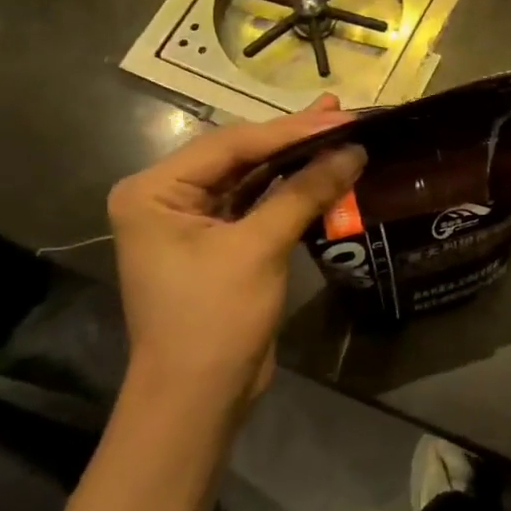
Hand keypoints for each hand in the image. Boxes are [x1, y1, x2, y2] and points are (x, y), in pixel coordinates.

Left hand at [108, 95, 364, 423]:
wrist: (199, 397)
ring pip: (252, 179)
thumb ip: (305, 192)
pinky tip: (324, 172)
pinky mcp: (220, 245)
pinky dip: (292, 191)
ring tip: (341, 131)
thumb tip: (355, 150)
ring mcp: (193, 222)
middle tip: (343, 113)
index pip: (232, 144)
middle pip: (241, 156)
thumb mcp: (259, 248)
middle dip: (294, 138)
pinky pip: (259, 206)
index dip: (292, 130)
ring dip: (297, 161)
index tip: (342, 116)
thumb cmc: (214, 318)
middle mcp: (167, 198)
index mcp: (154, 190)